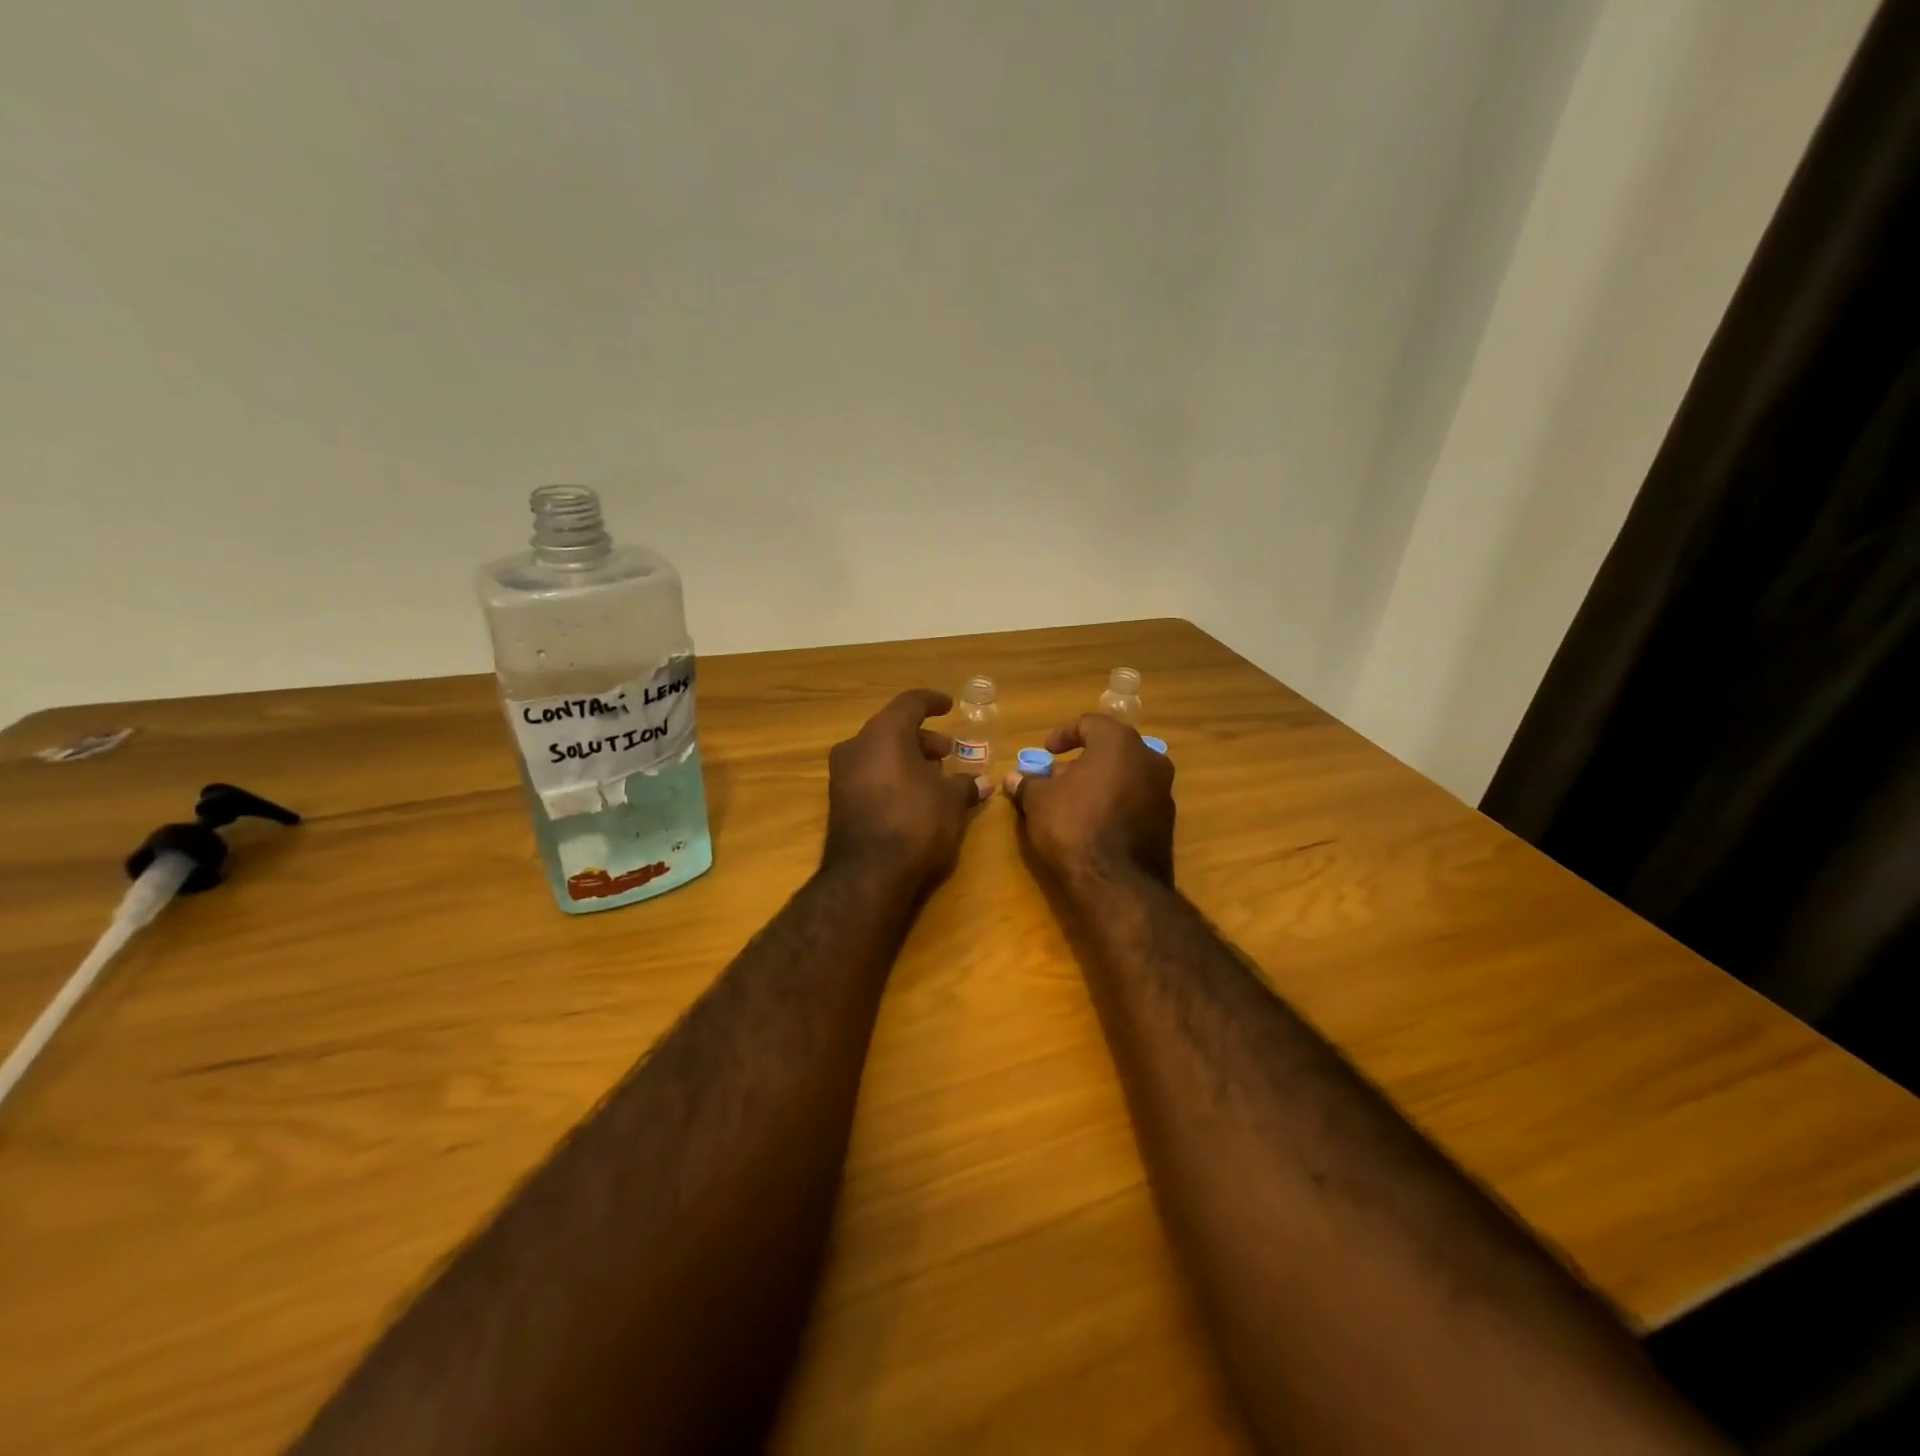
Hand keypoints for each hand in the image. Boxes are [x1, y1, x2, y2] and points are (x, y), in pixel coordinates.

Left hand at [822, 689, 992, 887]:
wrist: (868, 874)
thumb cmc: (916, 822)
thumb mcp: (951, 802)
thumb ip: (966, 785)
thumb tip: (984, 782)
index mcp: (884, 733)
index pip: (910, 703)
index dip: (932, 701)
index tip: (948, 706)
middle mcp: (857, 746)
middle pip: (893, 728)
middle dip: (923, 738)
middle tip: (947, 752)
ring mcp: (842, 774)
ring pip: (879, 752)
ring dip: (907, 758)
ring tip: (934, 776)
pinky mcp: (838, 800)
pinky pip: (869, 774)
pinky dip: (891, 775)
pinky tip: (913, 796)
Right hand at [1007, 715, 1174, 885]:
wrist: (1117, 883)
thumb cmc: (1074, 826)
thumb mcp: (1039, 801)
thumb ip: (1028, 783)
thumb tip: (1014, 778)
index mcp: (1119, 743)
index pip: (1090, 723)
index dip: (1063, 734)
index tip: (1046, 752)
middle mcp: (1149, 759)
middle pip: (1111, 749)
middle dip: (1081, 761)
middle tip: (1056, 778)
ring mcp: (1163, 791)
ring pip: (1126, 775)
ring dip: (1099, 782)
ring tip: (1072, 802)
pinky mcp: (1166, 822)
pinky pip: (1135, 800)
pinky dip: (1114, 802)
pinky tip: (1093, 823)